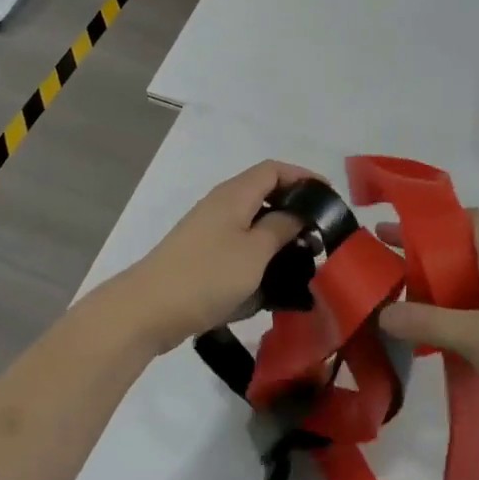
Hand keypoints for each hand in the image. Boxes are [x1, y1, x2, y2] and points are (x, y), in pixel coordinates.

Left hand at [105, 160, 317, 355]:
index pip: (274, 170)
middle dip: (295, 210)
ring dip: (278, 237)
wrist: (148, 309)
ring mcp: (209, 231)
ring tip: (303, 260)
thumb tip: (299, 212)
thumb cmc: (206, 275)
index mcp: (234, 194)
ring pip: (253, 223)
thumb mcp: (254, 252)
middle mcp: (221, 205)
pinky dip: (260, 256)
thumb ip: (281, 228)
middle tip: (320, 234)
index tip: (330, 197)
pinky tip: (273, 281)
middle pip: (264, 194)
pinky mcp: (203, 256)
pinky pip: (240, 247)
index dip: (303, 177)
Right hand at [379, 210, 478, 443]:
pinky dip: (449, 310)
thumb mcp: (473, 337)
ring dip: (435, 284)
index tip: (399, 229)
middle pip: (461, 248)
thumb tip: (381, 313)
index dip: (433, 219)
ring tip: (399, 296)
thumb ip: (425, 322)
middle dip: (424, 253)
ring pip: (467, 280)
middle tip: (385, 259)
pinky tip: (429, 331)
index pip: (467, 219)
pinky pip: (475, 306)